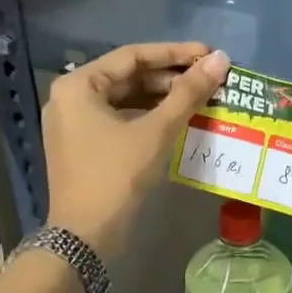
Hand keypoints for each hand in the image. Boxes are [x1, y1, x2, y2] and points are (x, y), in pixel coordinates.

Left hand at [44, 42, 229, 256]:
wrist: (85, 239)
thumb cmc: (117, 177)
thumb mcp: (157, 131)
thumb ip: (189, 92)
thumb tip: (220, 59)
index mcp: (79, 85)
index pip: (134, 56)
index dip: (175, 53)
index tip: (209, 54)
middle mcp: (71, 98)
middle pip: (129, 76)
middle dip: (171, 77)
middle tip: (210, 79)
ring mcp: (75, 124)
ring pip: (127, 99)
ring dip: (164, 98)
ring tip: (202, 98)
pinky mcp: (85, 146)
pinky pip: (122, 120)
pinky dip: (150, 117)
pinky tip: (181, 120)